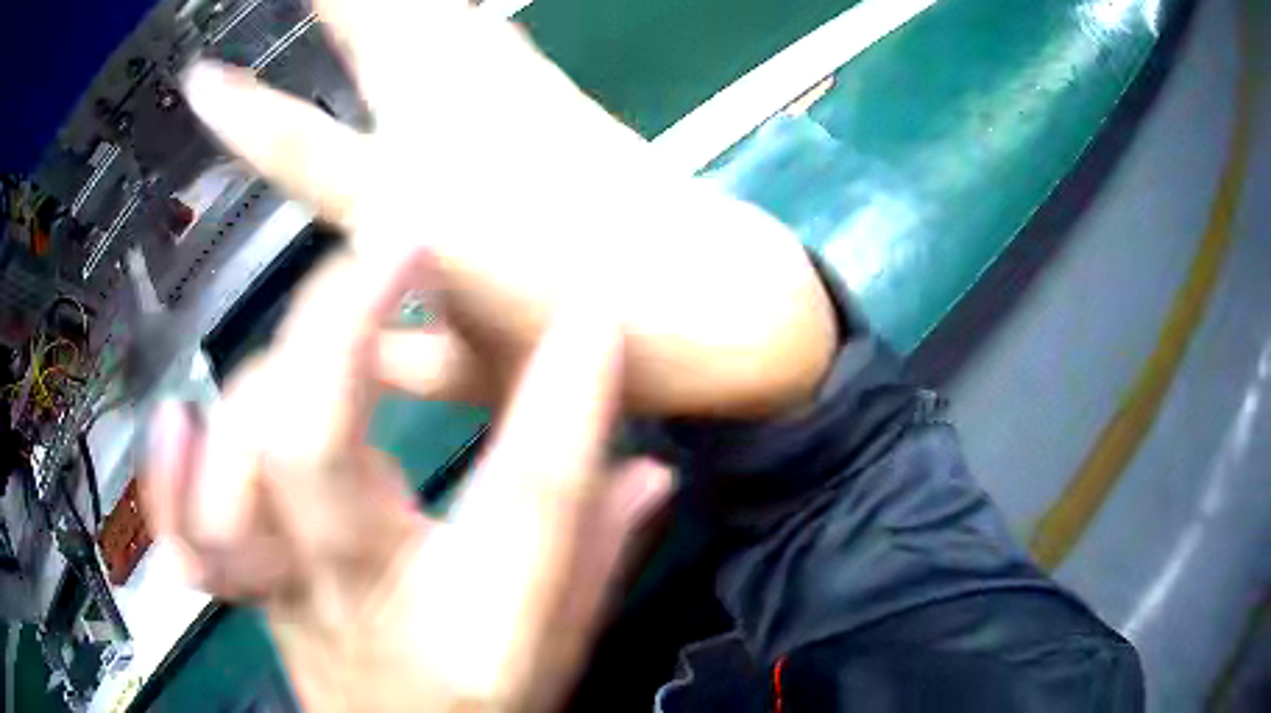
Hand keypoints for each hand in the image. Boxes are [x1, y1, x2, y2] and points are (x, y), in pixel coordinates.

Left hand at [144, 247, 671, 711]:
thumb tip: (650, 463)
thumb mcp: (565, 642)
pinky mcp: (247, 585)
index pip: (526, 506)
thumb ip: (600, 551)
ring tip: (331, 308)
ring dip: (274, 369)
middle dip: (348, 329)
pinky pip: (186, 534)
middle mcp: (364, 601)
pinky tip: (180, 416)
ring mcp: (287, 591)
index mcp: (479, 633)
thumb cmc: (488, 701)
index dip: (562, 399)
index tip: (591, 311)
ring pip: (235, 461)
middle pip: (318, 458)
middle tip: (401, 243)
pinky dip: (170, 476)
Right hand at [182, 0, 836, 417]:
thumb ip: (404, 358)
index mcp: (426, 219)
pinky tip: (442, 1)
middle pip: (381, 34)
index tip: (199, 77)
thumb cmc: (603, 358)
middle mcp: (462, 140)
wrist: (725, 310)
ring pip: (437, 14)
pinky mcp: (560, 91)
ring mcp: (519, 101)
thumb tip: (355, 342)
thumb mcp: (483, 382)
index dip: (242, 117)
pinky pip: (489, 30)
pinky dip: (454, 8)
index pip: (303, 153)